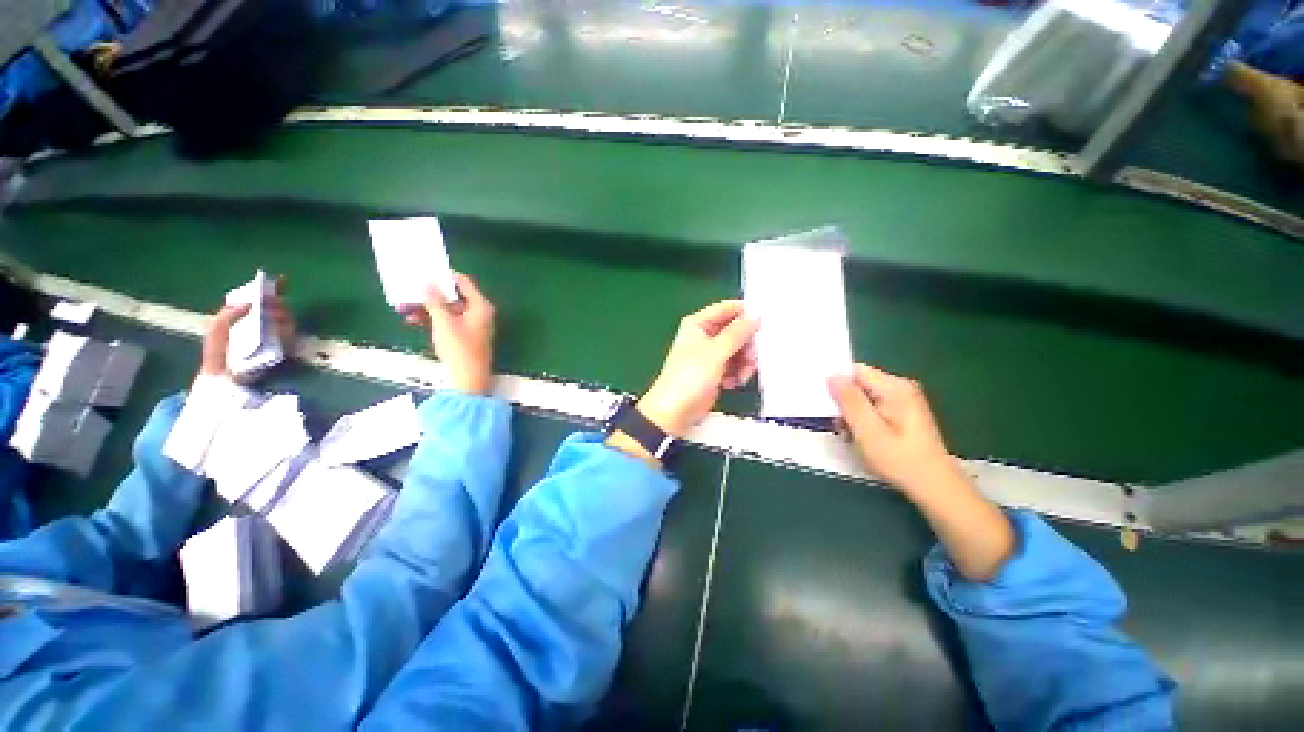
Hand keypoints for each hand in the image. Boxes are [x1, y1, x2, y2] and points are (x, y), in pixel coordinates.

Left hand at [200, 276, 293, 381]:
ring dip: (281, 313)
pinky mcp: (284, 345)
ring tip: (273, 316)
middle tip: (272, 303)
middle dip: (276, 301)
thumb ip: (229, 313)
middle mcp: (263, 321)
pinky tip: (278, 328)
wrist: (226, 377)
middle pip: (277, 305)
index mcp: (247, 314)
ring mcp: (275, 333)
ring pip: (286, 317)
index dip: (273, 288)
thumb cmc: (218, 352)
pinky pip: (290, 332)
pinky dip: (286, 328)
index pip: (262, 297)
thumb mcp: (216, 328)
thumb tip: (250, 302)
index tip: (282, 279)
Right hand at [402, 272, 494, 394]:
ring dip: (426, 308)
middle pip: (453, 296)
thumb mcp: (444, 321)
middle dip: (429, 294)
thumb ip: (435, 300)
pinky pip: (447, 322)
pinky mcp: (464, 336)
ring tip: (402, 306)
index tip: (426, 269)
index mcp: (481, 306)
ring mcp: (472, 325)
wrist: (467, 378)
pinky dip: (431, 320)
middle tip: (409, 287)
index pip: (464, 282)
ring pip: (447, 310)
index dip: (445, 275)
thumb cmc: (459, 347)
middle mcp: (479, 313)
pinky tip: (411, 320)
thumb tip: (427, 282)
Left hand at [636, 301, 758, 437]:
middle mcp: (705, 335)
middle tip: (750, 361)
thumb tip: (756, 313)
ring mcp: (711, 354)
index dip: (746, 315)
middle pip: (737, 331)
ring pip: (739, 350)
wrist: (675, 412)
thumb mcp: (716, 353)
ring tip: (741, 378)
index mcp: (699, 324)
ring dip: (744, 364)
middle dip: (746, 347)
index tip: (763, 326)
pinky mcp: (716, 371)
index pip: (728, 309)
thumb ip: (737, 333)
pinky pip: (734, 365)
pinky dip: (737, 374)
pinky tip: (732, 384)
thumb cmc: (691, 377)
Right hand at [829, 364, 959, 494]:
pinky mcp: (903, 414)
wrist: (934, 487)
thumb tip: (832, 375)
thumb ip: (849, 401)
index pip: (856, 370)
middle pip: (860, 383)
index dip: (837, 382)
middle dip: (843, 400)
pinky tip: (860, 436)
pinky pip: (873, 407)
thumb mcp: (868, 430)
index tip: (824, 401)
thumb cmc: (899, 459)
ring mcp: (904, 401)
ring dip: (851, 412)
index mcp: (895, 388)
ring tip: (847, 433)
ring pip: (864, 396)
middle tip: (836, 424)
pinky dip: (862, 418)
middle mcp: (901, 388)